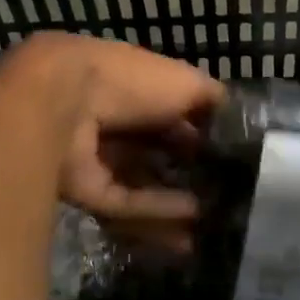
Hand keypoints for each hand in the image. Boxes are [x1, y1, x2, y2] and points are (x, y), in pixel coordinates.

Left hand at [5, 34, 221, 242]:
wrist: (61, 103)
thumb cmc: (130, 81)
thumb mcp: (186, 82)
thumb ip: (213, 100)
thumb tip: (238, 119)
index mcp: (134, 88)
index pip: (172, 114)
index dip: (201, 133)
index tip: (231, 155)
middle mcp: (114, 122)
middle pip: (156, 152)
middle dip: (188, 172)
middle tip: (226, 194)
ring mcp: (97, 157)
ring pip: (142, 184)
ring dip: (176, 201)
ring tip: (213, 219)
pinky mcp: (84, 190)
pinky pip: (126, 202)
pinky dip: (156, 209)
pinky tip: (190, 218)